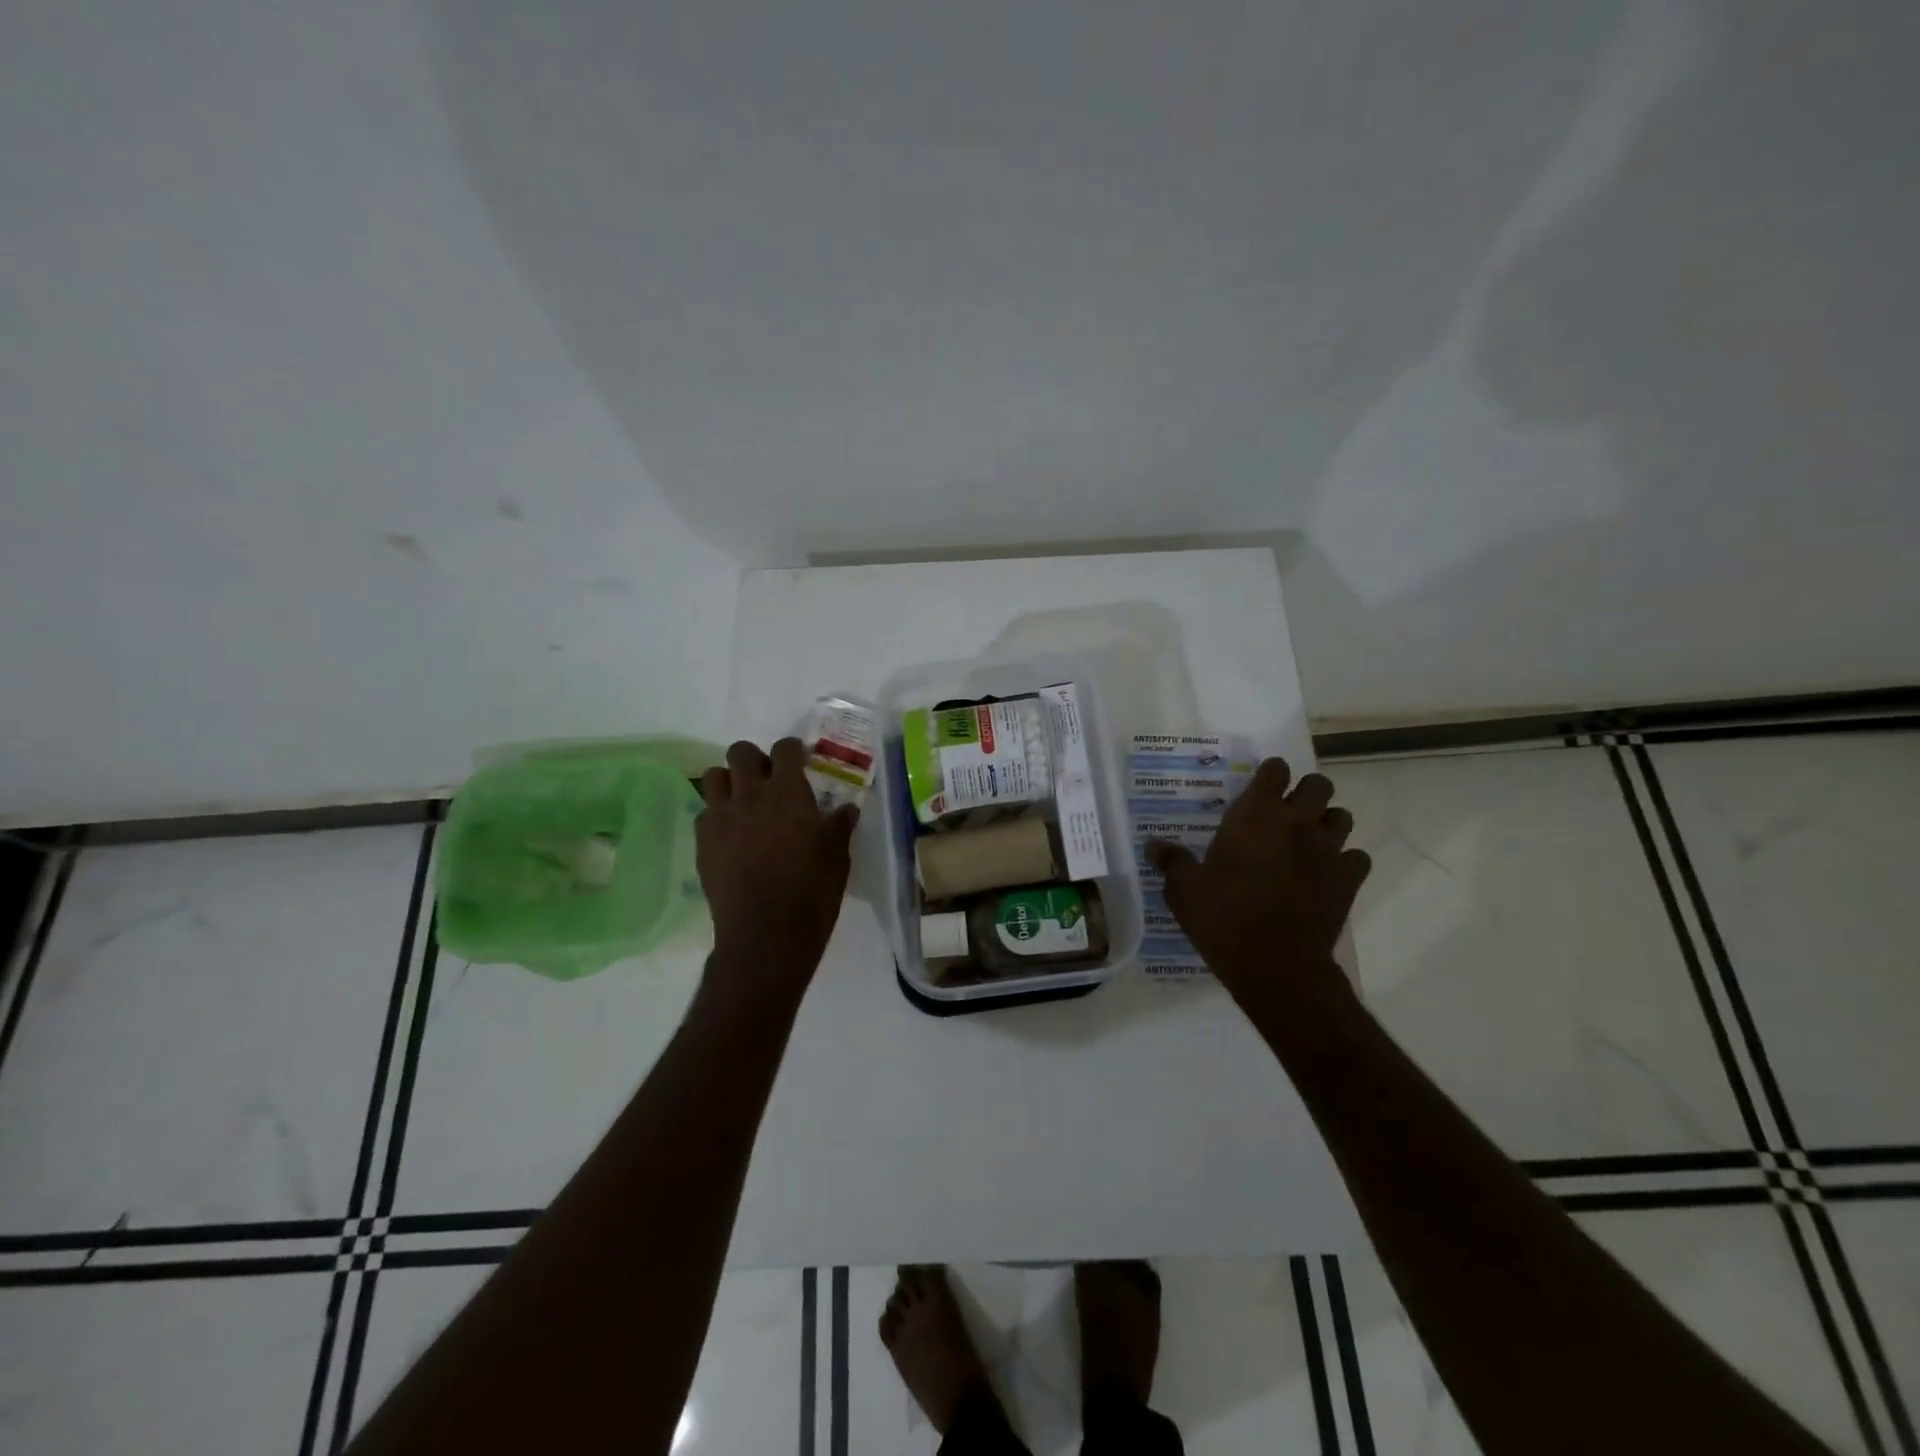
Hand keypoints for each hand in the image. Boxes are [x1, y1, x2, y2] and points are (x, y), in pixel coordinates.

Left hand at [697, 738, 858, 1000]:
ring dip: (729, 781)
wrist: (767, 932)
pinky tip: (731, 835)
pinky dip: (717, 815)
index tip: (799, 759)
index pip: (785, 749)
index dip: (792, 750)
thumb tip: (846, 809)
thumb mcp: (838, 855)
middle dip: (754, 758)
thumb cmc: (812, 890)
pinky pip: (704, 813)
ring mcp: (721, 817)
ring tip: (742, 801)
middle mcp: (750, 794)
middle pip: (741, 752)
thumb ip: (839, 825)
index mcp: (788, 791)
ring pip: (713, 776)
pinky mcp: (703, 842)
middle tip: (768, 779)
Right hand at [1146, 757, 1369, 1008]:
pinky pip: (1357, 857)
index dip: (1270, 774)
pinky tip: (1328, 874)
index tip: (1260, 787)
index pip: (1275, 770)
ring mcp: (1328, 850)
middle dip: (1305, 793)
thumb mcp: (1184, 891)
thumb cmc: (1224, 919)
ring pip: (1343, 816)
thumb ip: (1171, 861)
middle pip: (1318, 784)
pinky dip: (1345, 861)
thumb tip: (1153, 845)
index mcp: (1256, 816)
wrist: (1276, 966)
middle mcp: (1297, 823)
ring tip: (1309, 840)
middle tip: (1286, 813)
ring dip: (1327, 823)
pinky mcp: (1349, 880)